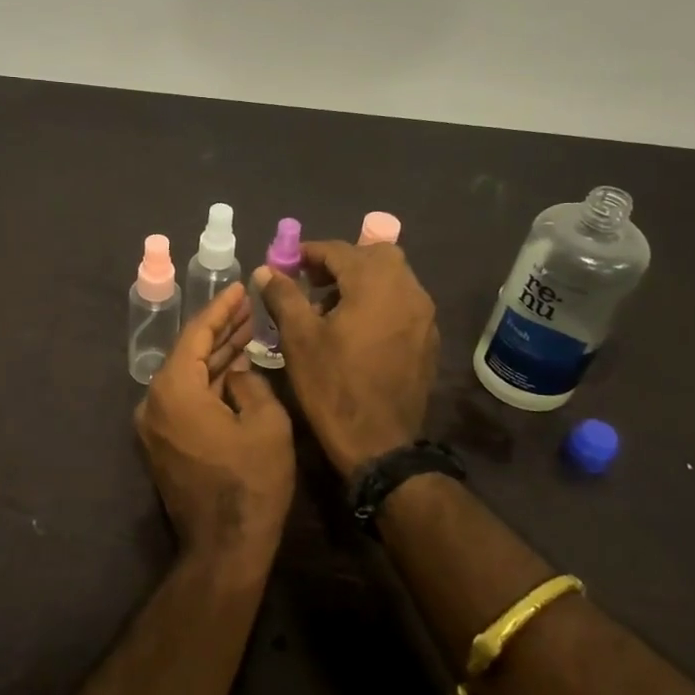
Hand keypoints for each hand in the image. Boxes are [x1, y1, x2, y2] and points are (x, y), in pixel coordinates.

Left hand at [135, 284, 295, 581]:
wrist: (224, 547)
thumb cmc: (250, 482)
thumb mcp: (266, 424)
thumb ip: (251, 384)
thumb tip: (238, 373)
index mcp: (174, 389)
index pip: (196, 334)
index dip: (221, 309)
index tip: (241, 287)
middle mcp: (154, 401)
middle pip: (189, 353)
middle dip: (220, 330)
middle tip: (249, 307)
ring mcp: (155, 425)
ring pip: (189, 377)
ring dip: (217, 356)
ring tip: (247, 330)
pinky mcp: (164, 443)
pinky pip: (186, 400)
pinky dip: (210, 383)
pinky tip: (235, 369)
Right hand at [254, 242, 438, 477]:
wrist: (380, 443)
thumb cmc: (333, 386)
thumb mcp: (298, 338)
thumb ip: (283, 295)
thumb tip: (266, 270)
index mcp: (376, 284)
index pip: (339, 250)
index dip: (308, 253)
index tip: (285, 265)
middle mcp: (408, 290)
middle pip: (374, 256)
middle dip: (340, 262)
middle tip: (311, 283)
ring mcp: (424, 316)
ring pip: (392, 279)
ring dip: (361, 281)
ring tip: (330, 309)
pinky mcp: (428, 339)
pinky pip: (402, 304)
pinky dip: (378, 302)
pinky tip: (356, 330)